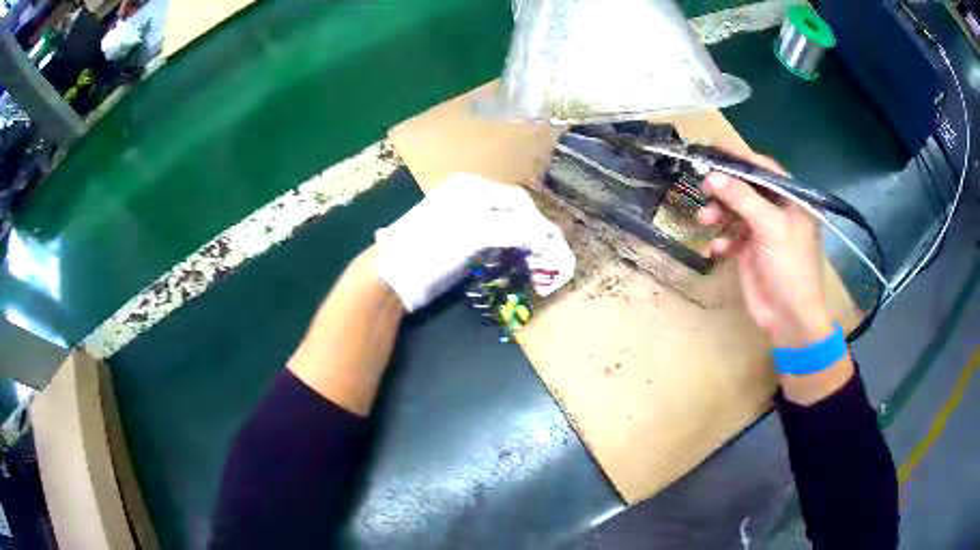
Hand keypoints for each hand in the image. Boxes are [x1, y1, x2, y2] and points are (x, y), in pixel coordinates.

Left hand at [375, 173, 574, 311]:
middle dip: (528, 232)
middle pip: (510, 211)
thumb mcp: (475, 233)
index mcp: (470, 187)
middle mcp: (466, 197)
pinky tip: (504, 263)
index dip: (536, 221)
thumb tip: (547, 234)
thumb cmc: (431, 248)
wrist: (392, 276)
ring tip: (527, 262)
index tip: (551, 246)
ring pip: (501, 226)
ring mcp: (460, 219)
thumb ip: (514, 229)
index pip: (516, 199)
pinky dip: (501, 251)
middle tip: (542, 256)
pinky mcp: (455, 241)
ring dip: (517, 243)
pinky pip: (489, 241)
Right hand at [697, 149, 834, 346]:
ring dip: (718, 214)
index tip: (714, 148)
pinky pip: (730, 236)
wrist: (789, 317)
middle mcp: (776, 212)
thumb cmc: (789, 267)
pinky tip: (716, 250)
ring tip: (705, 221)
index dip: (740, 158)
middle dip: (724, 189)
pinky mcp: (749, 251)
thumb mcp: (770, 228)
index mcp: (790, 201)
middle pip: (745, 189)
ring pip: (734, 211)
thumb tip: (712, 176)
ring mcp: (762, 232)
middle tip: (704, 188)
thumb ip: (742, 199)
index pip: (764, 170)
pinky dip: (721, 240)